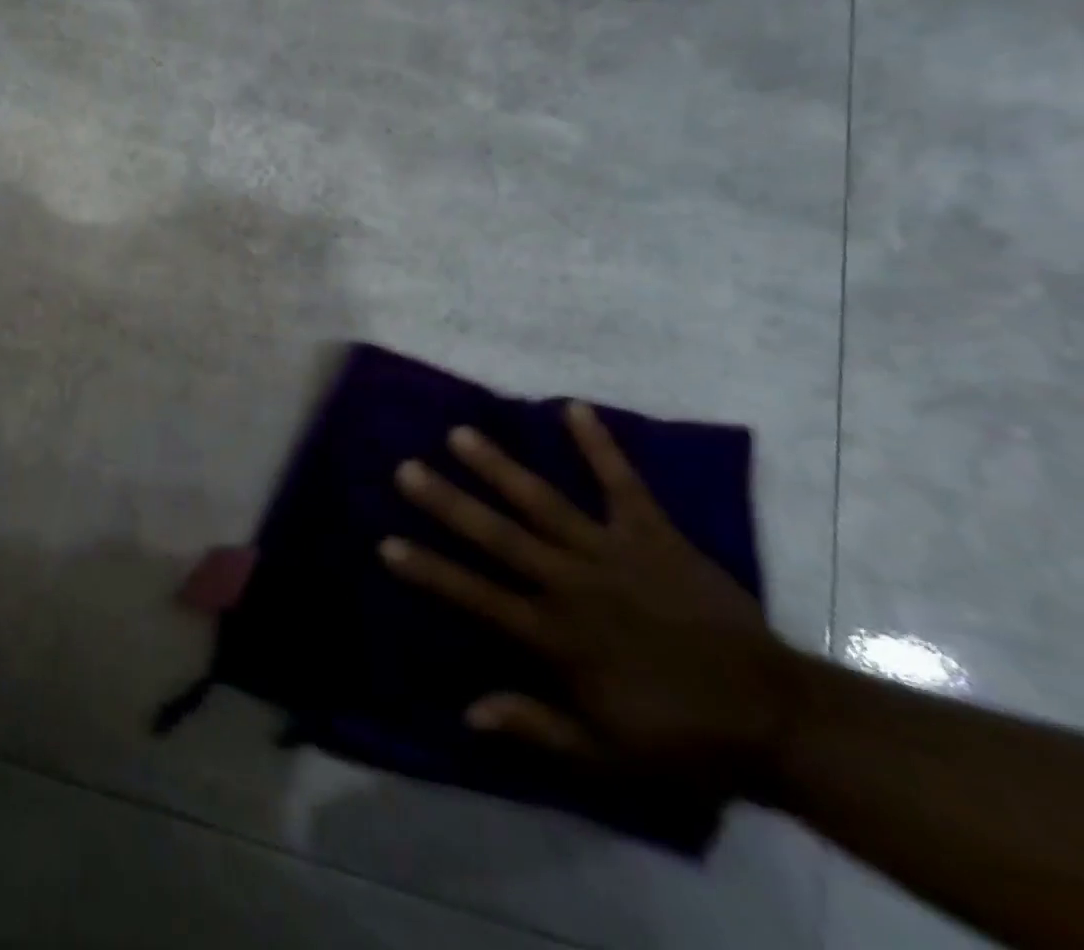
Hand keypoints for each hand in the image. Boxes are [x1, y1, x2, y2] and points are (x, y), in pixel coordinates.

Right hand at [380, 401, 798, 800]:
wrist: (779, 720)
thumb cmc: (681, 737)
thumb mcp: (606, 756)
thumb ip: (537, 727)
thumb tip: (468, 711)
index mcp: (557, 636)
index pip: (478, 597)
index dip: (431, 570)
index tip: (386, 543)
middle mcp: (573, 583)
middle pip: (500, 537)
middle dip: (450, 502)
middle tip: (407, 468)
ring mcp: (614, 552)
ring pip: (545, 502)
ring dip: (500, 467)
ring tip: (460, 434)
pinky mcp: (654, 534)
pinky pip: (624, 483)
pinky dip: (600, 445)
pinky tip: (573, 407)